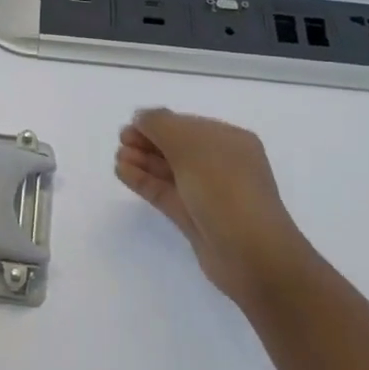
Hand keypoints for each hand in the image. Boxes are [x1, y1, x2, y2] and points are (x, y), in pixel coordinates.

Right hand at [115, 108, 314, 308]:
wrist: (251, 253)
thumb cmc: (225, 188)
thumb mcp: (192, 145)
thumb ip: (161, 125)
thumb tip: (142, 116)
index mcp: (230, 141)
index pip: (189, 125)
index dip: (159, 123)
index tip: (131, 124)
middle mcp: (221, 164)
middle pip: (178, 147)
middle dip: (148, 141)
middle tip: (121, 139)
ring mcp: (208, 193)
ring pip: (170, 171)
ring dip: (143, 161)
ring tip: (118, 156)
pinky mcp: (194, 219)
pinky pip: (165, 192)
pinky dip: (144, 181)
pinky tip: (123, 172)